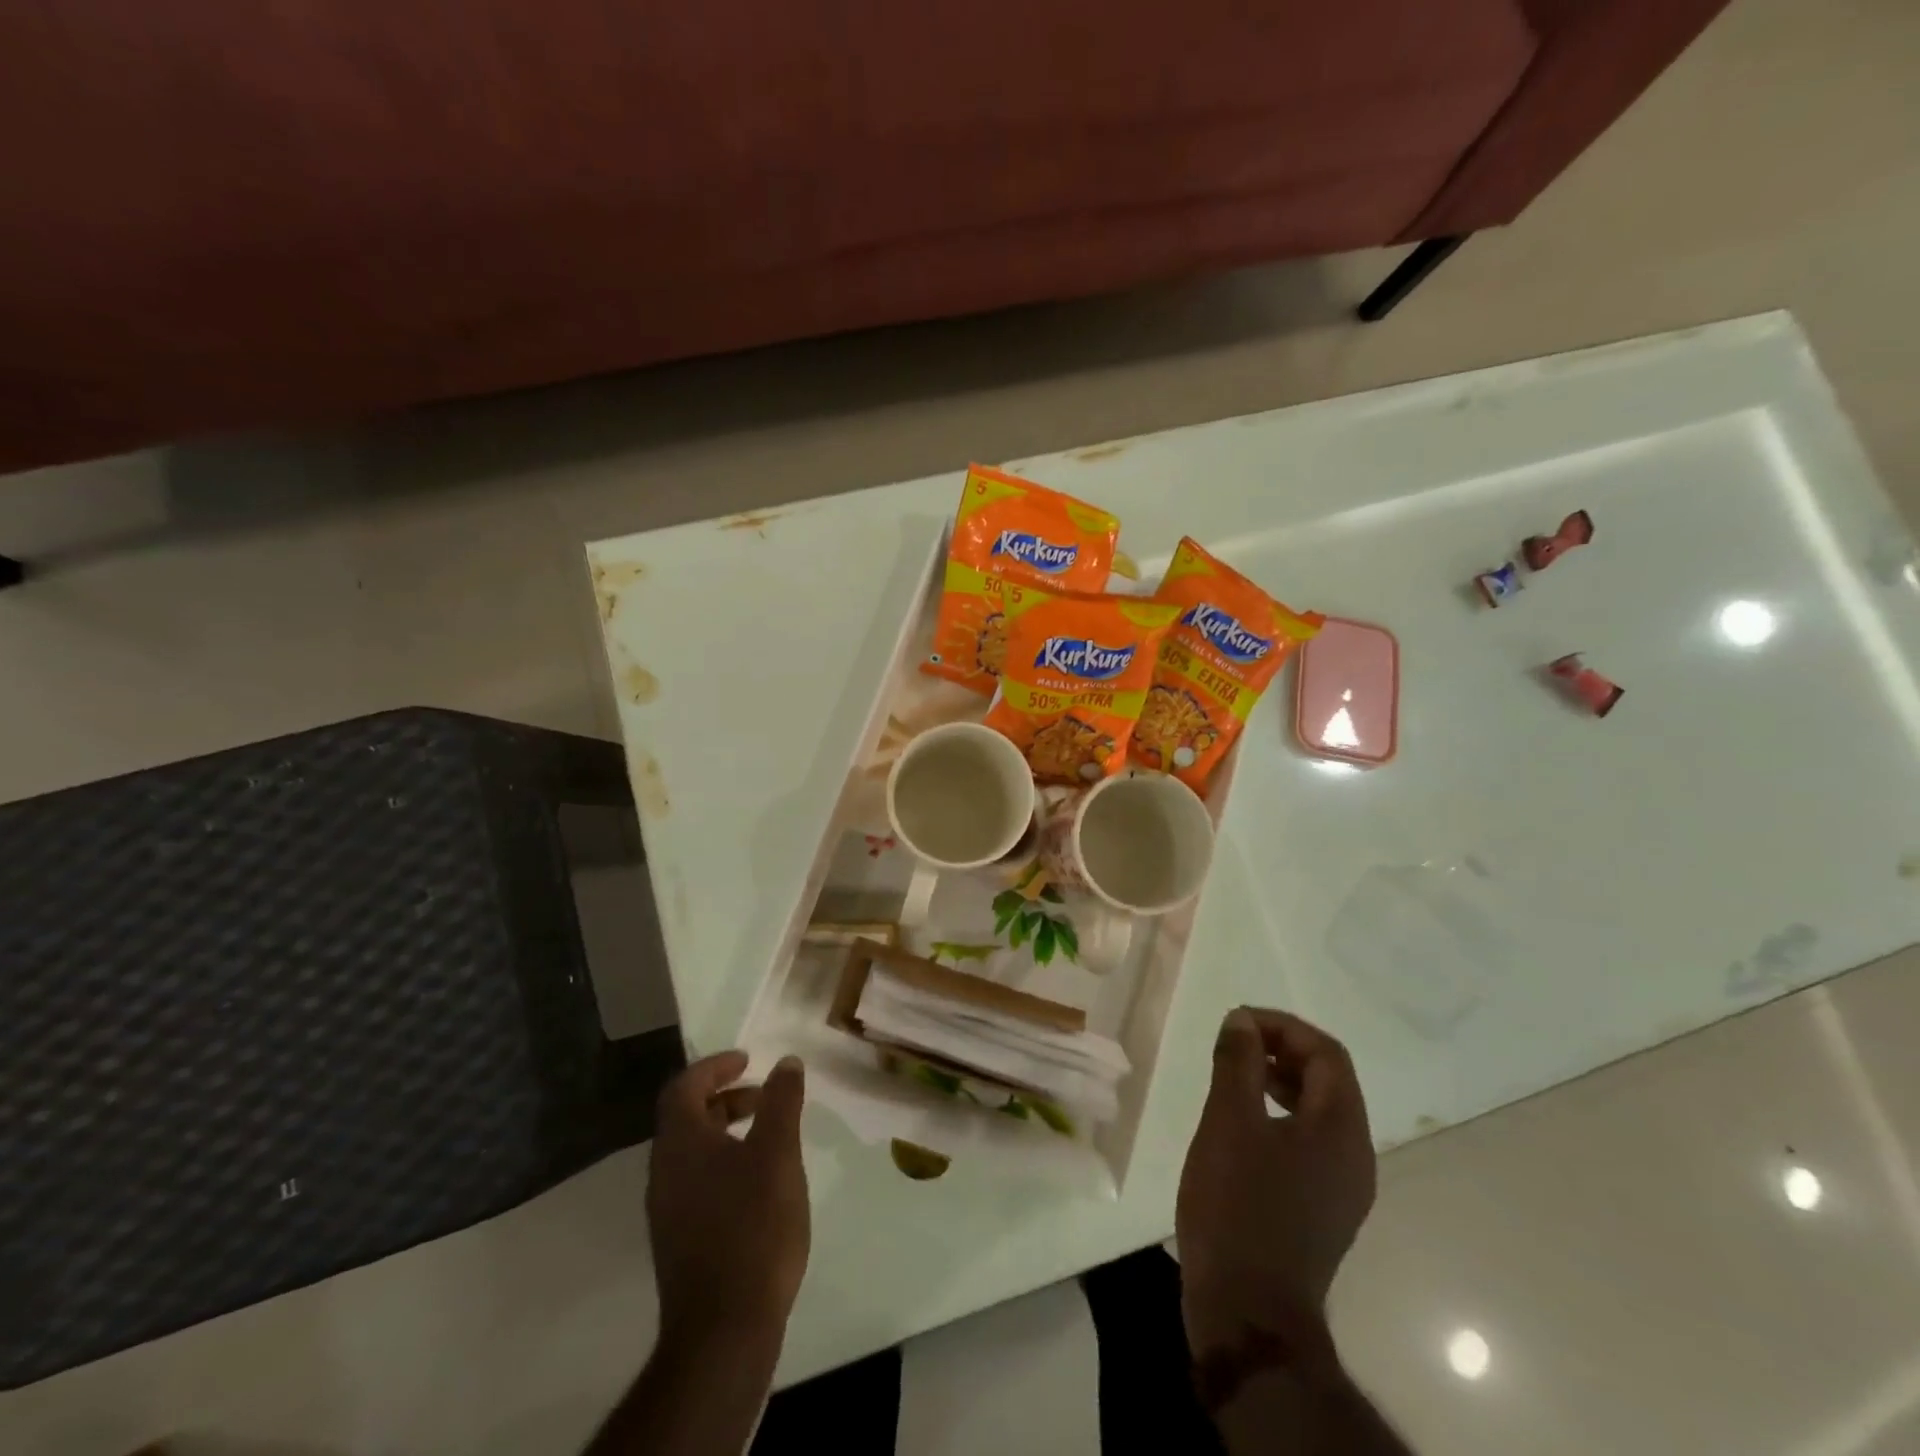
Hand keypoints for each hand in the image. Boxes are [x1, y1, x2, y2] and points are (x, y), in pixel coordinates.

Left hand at [647, 1051, 810, 1348]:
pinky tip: (759, 1181)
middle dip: (725, 1096)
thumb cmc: (753, 1226)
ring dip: (727, 1129)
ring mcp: (668, 1209)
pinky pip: (697, 1179)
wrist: (724, 1329)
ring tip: (769, 1134)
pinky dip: (724, 1160)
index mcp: (680, 1143)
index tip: (747, 1059)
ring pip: (693, 1150)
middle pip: (686, 1116)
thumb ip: (781, 1102)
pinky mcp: (680, 1238)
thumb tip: (785, 1062)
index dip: (714, 1066)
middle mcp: (664, 1171)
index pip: (684, 1087)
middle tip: (764, 1094)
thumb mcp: (778, 1153)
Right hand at [1176, 1008, 1375, 1355]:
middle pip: (1329, 1080)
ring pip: (1319, 1112)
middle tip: (1234, 1042)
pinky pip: (1310, 1142)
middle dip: (1282, 1050)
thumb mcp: (1229, 1121)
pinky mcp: (1322, 1208)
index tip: (1237, 1022)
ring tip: (1234, 1075)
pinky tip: (1242, 1125)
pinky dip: (1280, 1115)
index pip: (1327, 1054)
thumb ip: (1238, 1063)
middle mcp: (1354, 1155)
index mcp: (1341, 1130)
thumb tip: (1242, 1021)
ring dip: (1280, 1081)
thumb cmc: (1238, 1205)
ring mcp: (1342, 1187)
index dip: (1283, 1026)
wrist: (1249, 1312)